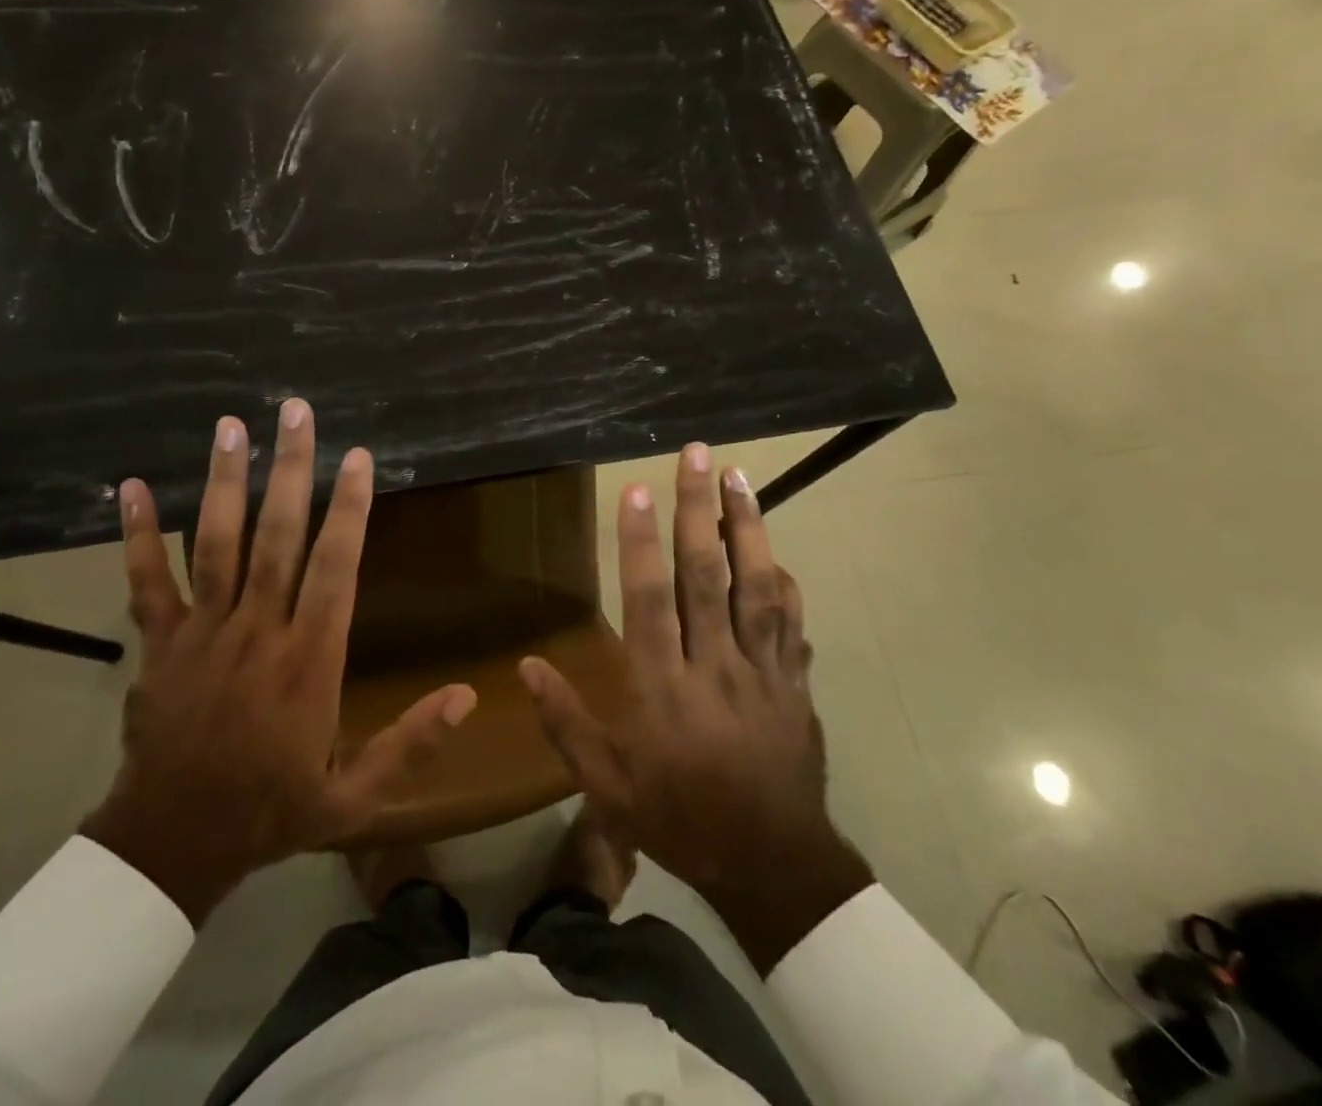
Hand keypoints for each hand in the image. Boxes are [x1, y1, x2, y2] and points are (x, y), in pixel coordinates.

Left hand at [81, 400, 476, 923]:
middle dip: (290, 470)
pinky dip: (137, 535)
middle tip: (296, 412)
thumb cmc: (271, 810)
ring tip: (232, 427)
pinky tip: (128, 487)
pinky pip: (146, 582)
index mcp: (309, 660)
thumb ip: (411, 744)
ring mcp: (203, 632)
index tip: (358, 457)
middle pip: (277, 537)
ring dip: (225, 483)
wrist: (173, 844)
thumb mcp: (354, 796)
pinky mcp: (159, 643)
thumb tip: (467, 696)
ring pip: (216, 544)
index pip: (335, 568)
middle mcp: (258, 631)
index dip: (349, 509)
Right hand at [518, 444, 872, 972]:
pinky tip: (773, 550)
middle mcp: (713, 667)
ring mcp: (762, 672)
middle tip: (696, 455)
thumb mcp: (606, 785)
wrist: (770, 865)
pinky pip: (791, 622)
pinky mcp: (794, 683)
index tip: (638, 490)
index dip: (641, 543)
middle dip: (698, 510)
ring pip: (756, 587)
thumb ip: (566, 722)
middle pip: (706, 576)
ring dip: (748, 526)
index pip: (649, 600)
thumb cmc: (677, 818)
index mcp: (661, 689)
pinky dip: (782, 581)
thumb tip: (527, 666)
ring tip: (739, 476)